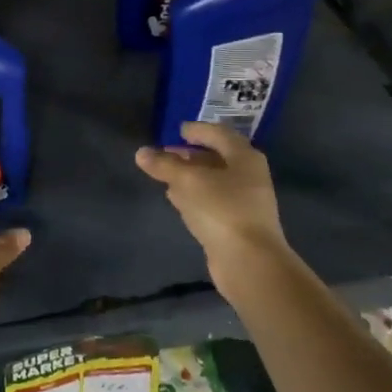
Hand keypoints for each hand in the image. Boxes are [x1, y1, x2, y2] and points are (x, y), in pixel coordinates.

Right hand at [135, 122, 293, 297]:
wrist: (249, 262)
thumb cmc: (222, 209)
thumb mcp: (188, 181)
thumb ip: (164, 165)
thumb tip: (141, 153)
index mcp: (244, 157)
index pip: (219, 134)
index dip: (198, 130)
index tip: (178, 130)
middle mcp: (248, 176)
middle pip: (216, 158)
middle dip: (190, 155)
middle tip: (165, 153)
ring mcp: (244, 202)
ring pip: (213, 181)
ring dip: (190, 176)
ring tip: (165, 174)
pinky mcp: (235, 224)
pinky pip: (211, 201)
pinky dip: (193, 195)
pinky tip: (176, 198)